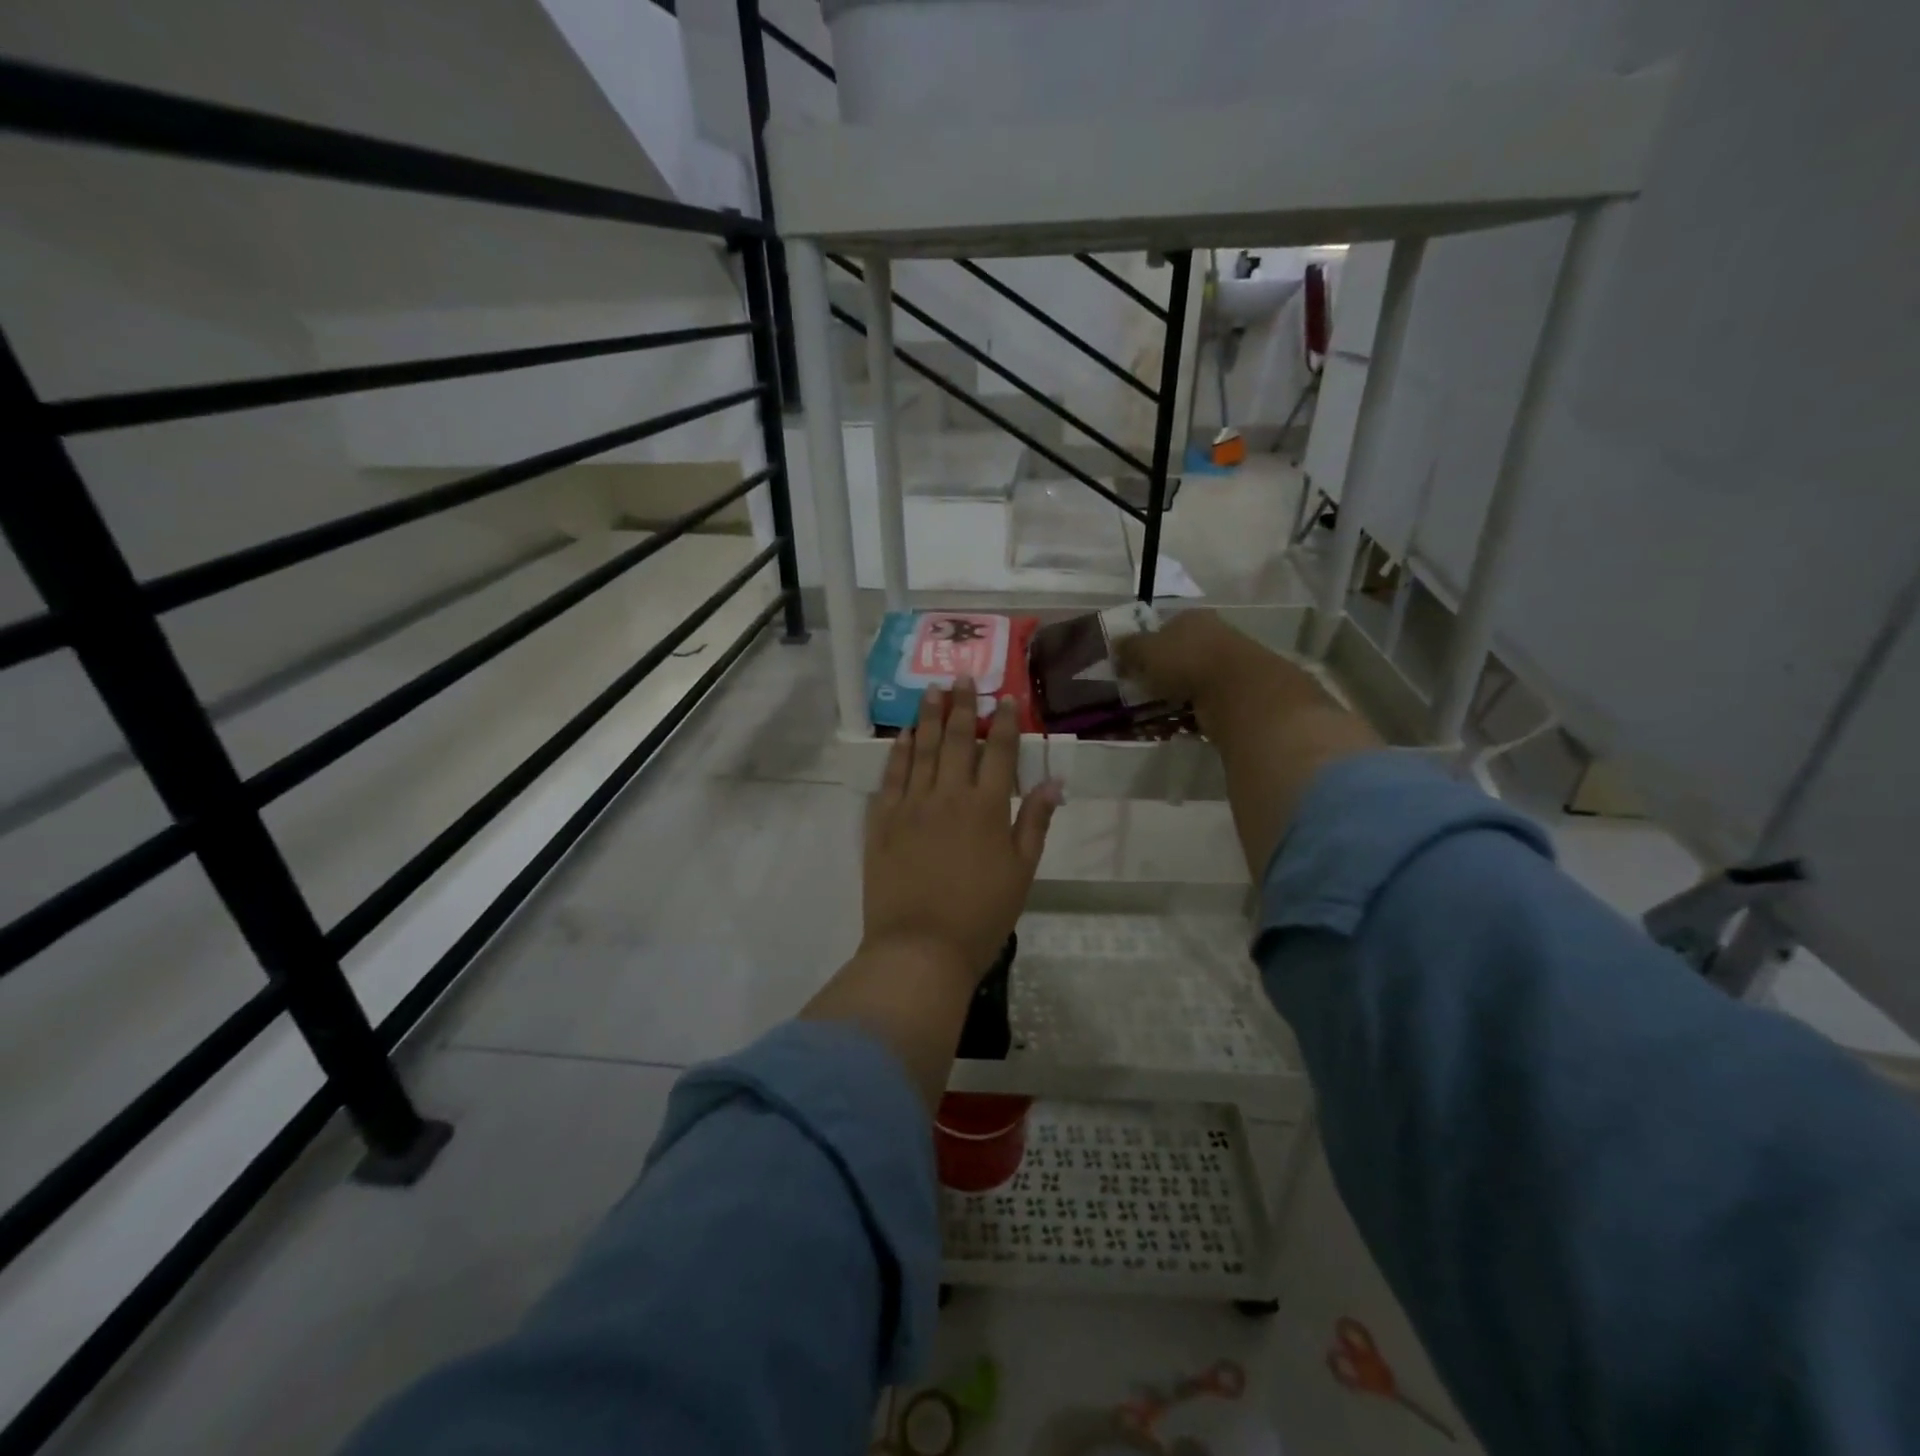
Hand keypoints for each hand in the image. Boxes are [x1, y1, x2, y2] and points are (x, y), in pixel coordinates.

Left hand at [862, 676, 1060, 984]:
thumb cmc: (981, 914)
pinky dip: (899, 752)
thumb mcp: (1021, 872)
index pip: (1000, 752)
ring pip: (922, 750)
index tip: (1004, 698)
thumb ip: (1034, 822)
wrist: (921, 948)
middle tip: (963, 677)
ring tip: (932, 691)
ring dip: (928, 717)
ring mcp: (911, 805)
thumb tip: (1053, 782)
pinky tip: (904, 735)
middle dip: (963, 706)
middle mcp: (948, 795)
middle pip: (957, 740)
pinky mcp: (882, 821)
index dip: (1004, 722)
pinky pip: (891, 776)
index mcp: (987, 807)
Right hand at [1114, 609, 1308, 714]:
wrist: (1237, 691)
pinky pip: (1206, 698)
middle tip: (1142, 689)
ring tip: (1157, 707)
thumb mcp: (1145, 650)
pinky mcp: (1237, 689)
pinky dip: (1193, 707)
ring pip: (1192, 675)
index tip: (1132, 666)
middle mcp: (1213, 633)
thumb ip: (1128, 647)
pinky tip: (1180, 718)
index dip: (1145, 645)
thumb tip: (1116, 646)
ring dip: (1177, 690)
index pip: (1163, 627)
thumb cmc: (1186, 661)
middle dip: (1161, 669)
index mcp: (1191, 617)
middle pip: (1179, 651)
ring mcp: (1228, 662)